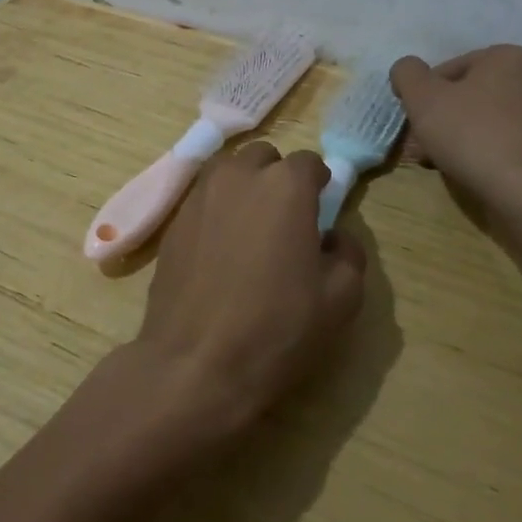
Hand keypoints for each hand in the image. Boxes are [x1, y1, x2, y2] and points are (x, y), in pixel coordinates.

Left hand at [136, 142, 365, 435]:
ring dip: (244, 186)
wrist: (196, 363)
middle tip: (285, 219)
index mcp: (285, 185)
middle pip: (265, 159)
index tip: (321, 210)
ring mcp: (199, 195)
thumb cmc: (277, 328)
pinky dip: (217, 209)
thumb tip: (331, 236)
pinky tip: (220, 247)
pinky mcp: (173, 221)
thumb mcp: (341, 298)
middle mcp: (239, 176)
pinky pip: (203, 199)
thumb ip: (348, 253)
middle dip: (278, 178)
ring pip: (228, 171)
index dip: (319, 184)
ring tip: (250, 227)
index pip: (310, 163)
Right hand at [390, 47, 521, 206]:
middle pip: (470, 96)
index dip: (424, 95)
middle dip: (442, 119)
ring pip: (487, 120)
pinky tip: (468, 172)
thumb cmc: (472, 134)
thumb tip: (407, 70)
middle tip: (421, 145)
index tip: (414, 121)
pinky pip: (507, 142)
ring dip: (460, 137)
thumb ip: (407, 73)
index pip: (451, 69)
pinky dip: (485, 152)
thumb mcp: (422, 97)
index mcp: (508, 57)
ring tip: (439, 162)